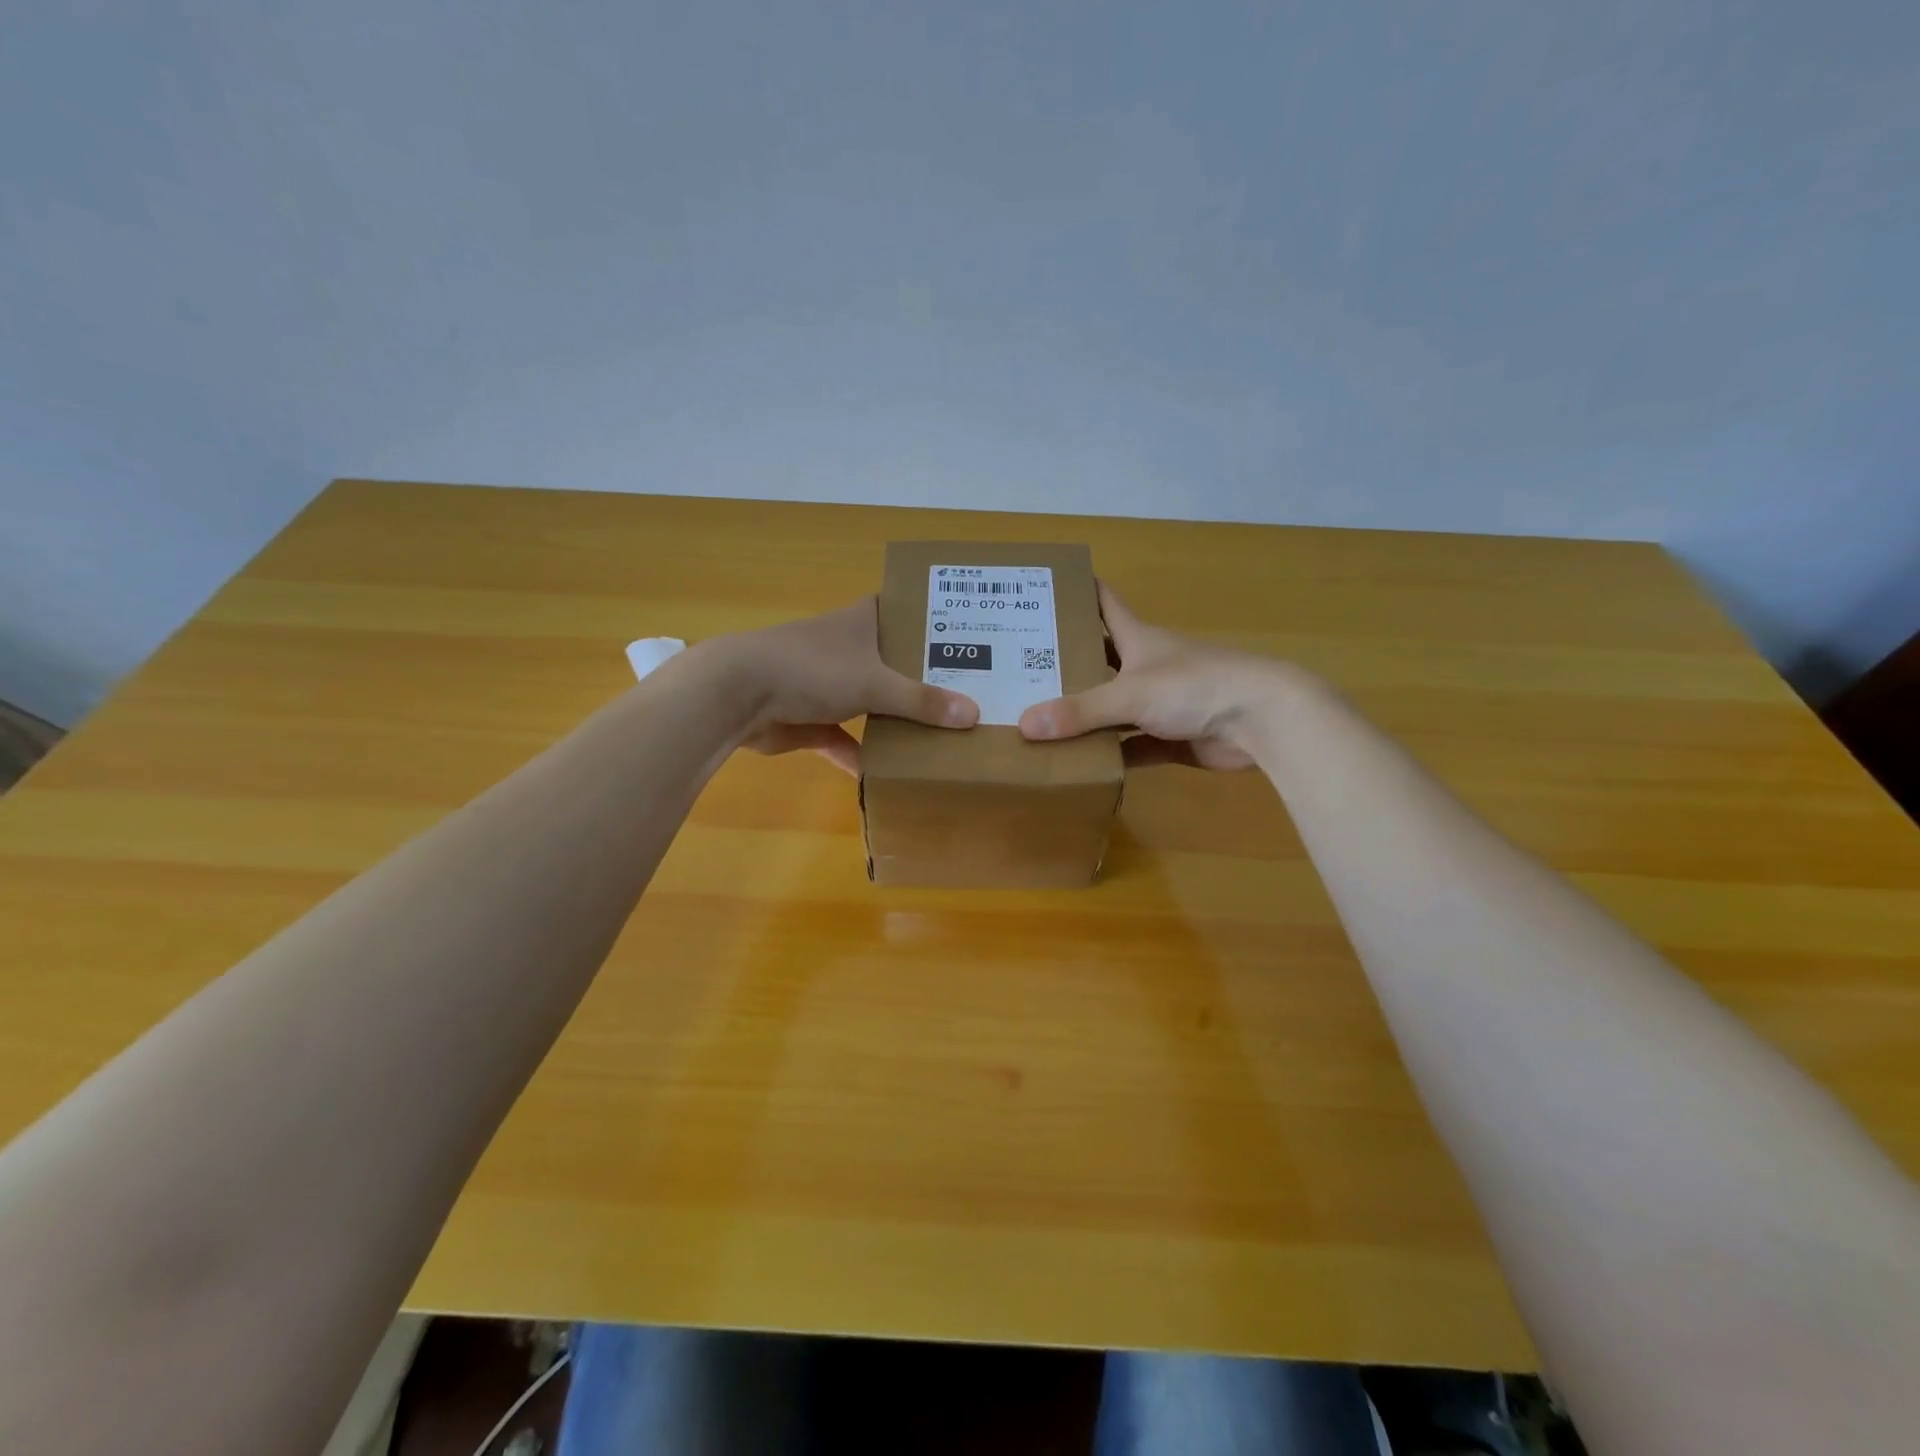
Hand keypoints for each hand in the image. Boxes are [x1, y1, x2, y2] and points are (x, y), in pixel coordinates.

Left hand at [702, 598, 978, 774]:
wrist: (737, 694)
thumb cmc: (811, 669)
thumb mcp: (875, 683)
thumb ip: (922, 701)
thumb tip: (973, 714)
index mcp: (862, 622)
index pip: (905, 609)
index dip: (933, 619)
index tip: (970, 633)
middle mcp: (847, 648)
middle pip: (893, 661)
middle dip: (924, 678)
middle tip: (969, 693)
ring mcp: (825, 684)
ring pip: (869, 701)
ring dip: (893, 718)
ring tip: (938, 733)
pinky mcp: (808, 719)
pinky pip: (843, 739)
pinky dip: (859, 755)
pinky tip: (885, 775)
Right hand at [1017, 583, 1288, 769]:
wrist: (1260, 719)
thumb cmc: (1195, 686)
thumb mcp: (1130, 694)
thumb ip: (1080, 711)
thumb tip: (1025, 725)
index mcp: (1136, 638)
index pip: (1102, 603)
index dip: (1076, 592)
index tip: (1042, 589)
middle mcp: (1145, 665)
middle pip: (1098, 658)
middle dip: (1064, 662)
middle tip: (1018, 668)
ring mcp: (1159, 703)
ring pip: (1111, 708)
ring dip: (1083, 715)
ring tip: (1036, 721)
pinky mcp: (1170, 737)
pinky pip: (1130, 747)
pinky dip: (1108, 755)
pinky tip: (1077, 764)